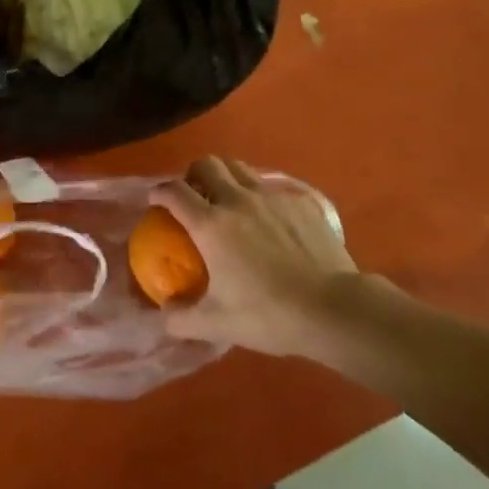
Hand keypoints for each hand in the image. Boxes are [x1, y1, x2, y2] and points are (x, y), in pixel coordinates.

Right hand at [153, 156, 362, 358]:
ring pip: (239, 167)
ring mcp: (271, 197)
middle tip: (193, 195)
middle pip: (207, 164)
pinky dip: (260, 195)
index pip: (173, 191)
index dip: (159, 192)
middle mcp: (237, 200)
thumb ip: (181, 318)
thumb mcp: (217, 324)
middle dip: (193, 174)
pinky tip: (268, 219)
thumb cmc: (269, 314)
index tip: (155, 201)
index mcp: (211, 224)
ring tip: (227, 198)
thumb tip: (163, 314)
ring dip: (226, 176)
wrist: (333, 309)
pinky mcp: (300, 202)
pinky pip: (271, 187)